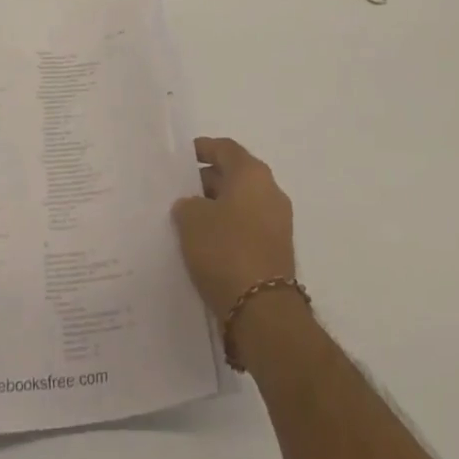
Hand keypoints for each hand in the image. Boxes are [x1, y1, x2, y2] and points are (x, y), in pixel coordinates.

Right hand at [171, 137, 296, 320]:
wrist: (262, 310)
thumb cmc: (225, 250)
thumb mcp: (192, 220)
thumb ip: (188, 204)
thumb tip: (193, 206)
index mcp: (252, 174)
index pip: (225, 149)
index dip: (203, 149)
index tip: (182, 156)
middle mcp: (270, 191)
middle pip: (235, 175)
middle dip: (207, 181)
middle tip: (180, 190)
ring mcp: (278, 222)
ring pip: (242, 202)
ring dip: (218, 207)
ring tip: (189, 219)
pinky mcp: (277, 250)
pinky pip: (248, 226)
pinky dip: (229, 228)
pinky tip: (206, 243)